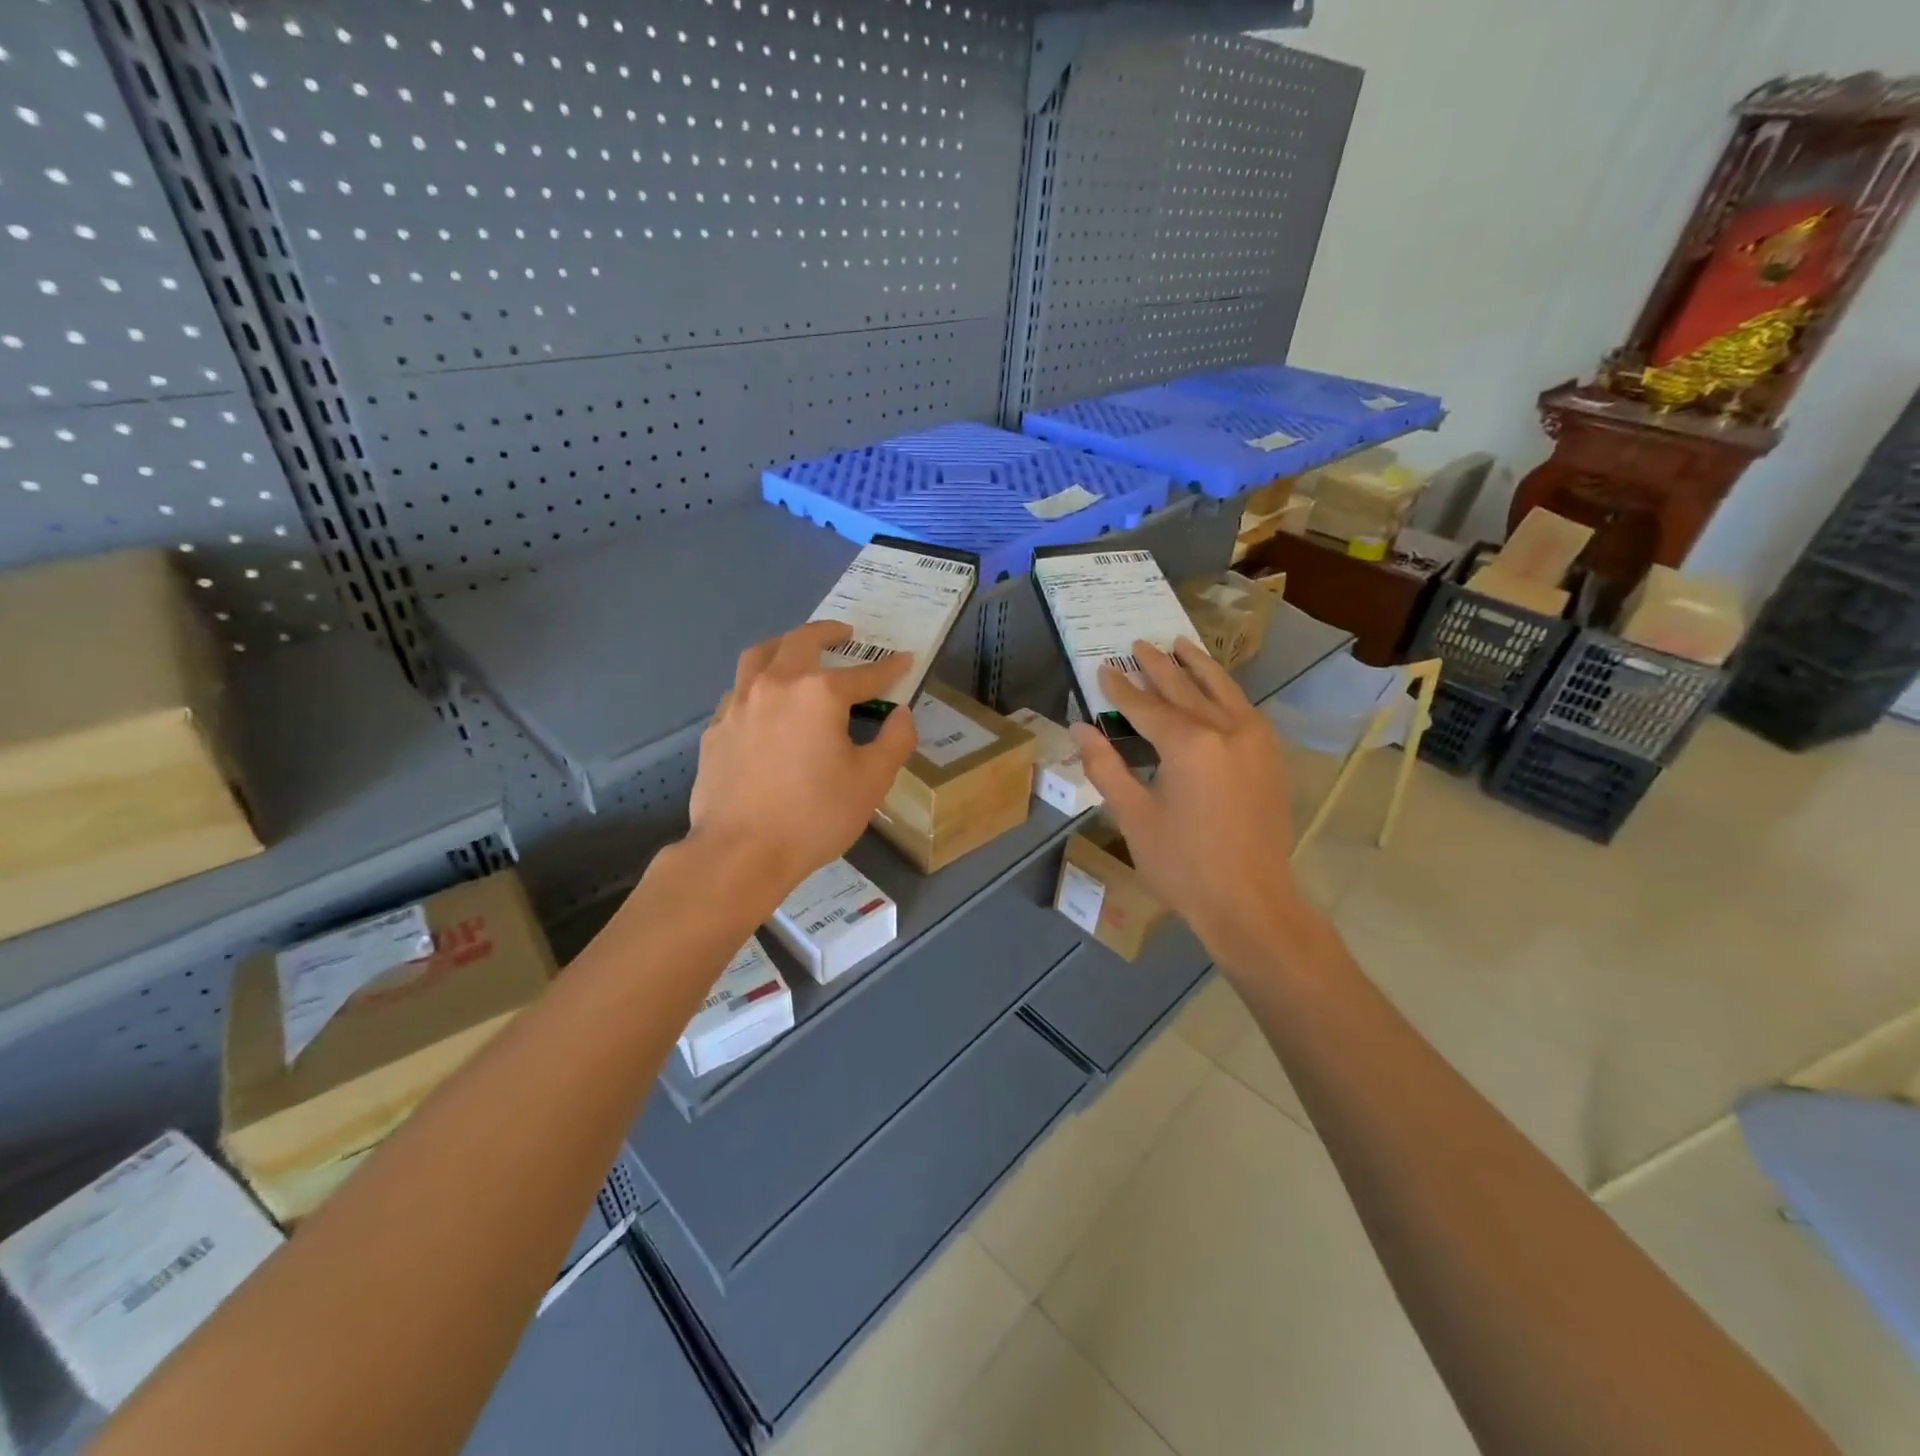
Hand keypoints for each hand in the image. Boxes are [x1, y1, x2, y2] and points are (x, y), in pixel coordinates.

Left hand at [686, 621, 917, 904]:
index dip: (889, 668)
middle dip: (827, 633)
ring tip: (796, 651)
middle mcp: (775, 685)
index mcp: (818, 694)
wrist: (740, 852)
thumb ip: (895, 741)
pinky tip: (763, 703)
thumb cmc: (814, 816)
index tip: (904, 660)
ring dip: (783, 646)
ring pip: (758, 656)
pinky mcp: (716, 729)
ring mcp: (738, 705)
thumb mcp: (871, 782)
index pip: (863, 674)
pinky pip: (738, 691)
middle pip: (801, 642)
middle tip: (844, 634)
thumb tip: (901, 715)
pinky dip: (756, 684)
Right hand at [1068, 639, 1303, 969]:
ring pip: (1222, 690)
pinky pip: (1243, 709)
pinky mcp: (1270, 756)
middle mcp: (1227, 730)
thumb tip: (1080, 728)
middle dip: (1158, 667)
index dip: (1121, 688)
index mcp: (1190, 745)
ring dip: (1198, 666)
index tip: (1103, 668)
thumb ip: (1105, 767)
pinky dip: (1224, 690)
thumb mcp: (1133, 816)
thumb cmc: (1183, 865)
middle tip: (1138, 644)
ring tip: (1180, 643)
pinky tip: (1216, 686)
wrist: (1251, 902)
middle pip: (1185, 689)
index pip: (1146, 707)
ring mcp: (1256, 740)